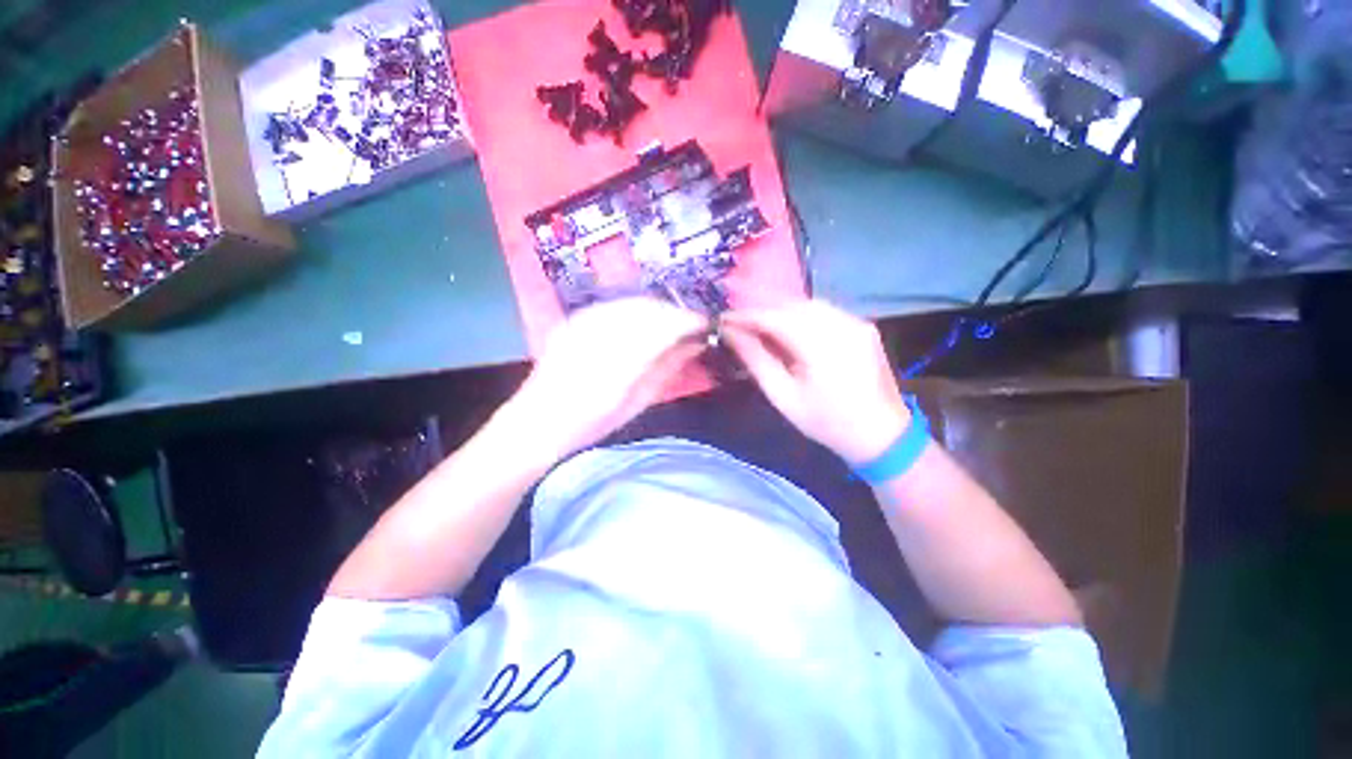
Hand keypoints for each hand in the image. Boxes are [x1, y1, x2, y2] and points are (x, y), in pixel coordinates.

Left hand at [497, 298, 707, 462]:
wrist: (537, 421)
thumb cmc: (592, 422)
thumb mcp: (637, 401)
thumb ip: (667, 368)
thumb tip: (695, 345)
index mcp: (620, 362)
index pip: (666, 326)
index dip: (690, 321)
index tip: (706, 325)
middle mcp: (600, 334)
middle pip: (650, 307)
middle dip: (675, 313)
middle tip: (689, 328)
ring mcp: (583, 322)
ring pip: (633, 302)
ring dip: (657, 311)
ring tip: (668, 327)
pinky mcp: (574, 319)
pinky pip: (614, 305)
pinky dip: (635, 311)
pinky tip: (640, 325)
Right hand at [722, 300, 909, 464]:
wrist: (882, 435)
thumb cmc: (827, 422)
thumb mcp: (784, 396)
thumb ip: (756, 360)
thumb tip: (731, 334)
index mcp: (821, 346)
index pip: (774, 317)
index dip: (745, 316)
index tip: (723, 320)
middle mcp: (841, 324)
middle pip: (791, 304)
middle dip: (760, 309)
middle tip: (737, 322)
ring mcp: (856, 321)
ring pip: (807, 303)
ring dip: (779, 310)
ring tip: (758, 324)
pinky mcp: (862, 325)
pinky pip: (824, 311)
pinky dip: (799, 314)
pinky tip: (787, 327)